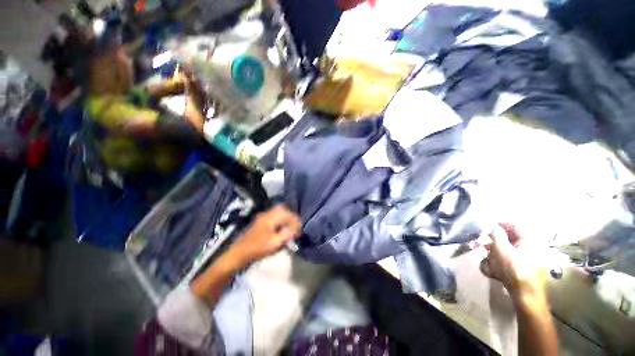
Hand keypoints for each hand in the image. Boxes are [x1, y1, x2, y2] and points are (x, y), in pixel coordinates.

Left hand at [227, 205, 300, 266]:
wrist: (239, 253)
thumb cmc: (257, 248)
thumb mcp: (274, 243)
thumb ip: (286, 235)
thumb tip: (294, 230)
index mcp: (270, 218)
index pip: (287, 214)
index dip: (295, 221)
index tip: (299, 229)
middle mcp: (266, 214)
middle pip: (282, 209)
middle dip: (290, 216)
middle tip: (295, 225)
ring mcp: (262, 217)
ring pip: (277, 212)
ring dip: (285, 217)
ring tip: (290, 226)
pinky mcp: (260, 222)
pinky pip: (273, 216)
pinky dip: (280, 219)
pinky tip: (281, 228)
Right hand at [480, 223, 547, 305]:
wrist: (524, 294)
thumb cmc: (513, 268)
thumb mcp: (501, 248)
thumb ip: (495, 234)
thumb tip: (491, 225)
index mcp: (528, 240)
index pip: (513, 225)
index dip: (499, 224)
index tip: (485, 227)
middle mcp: (529, 248)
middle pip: (508, 239)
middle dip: (493, 241)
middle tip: (482, 243)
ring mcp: (526, 260)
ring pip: (506, 250)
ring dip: (493, 252)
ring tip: (485, 258)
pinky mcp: (521, 269)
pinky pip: (507, 261)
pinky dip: (498, 262)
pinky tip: (491, 269)